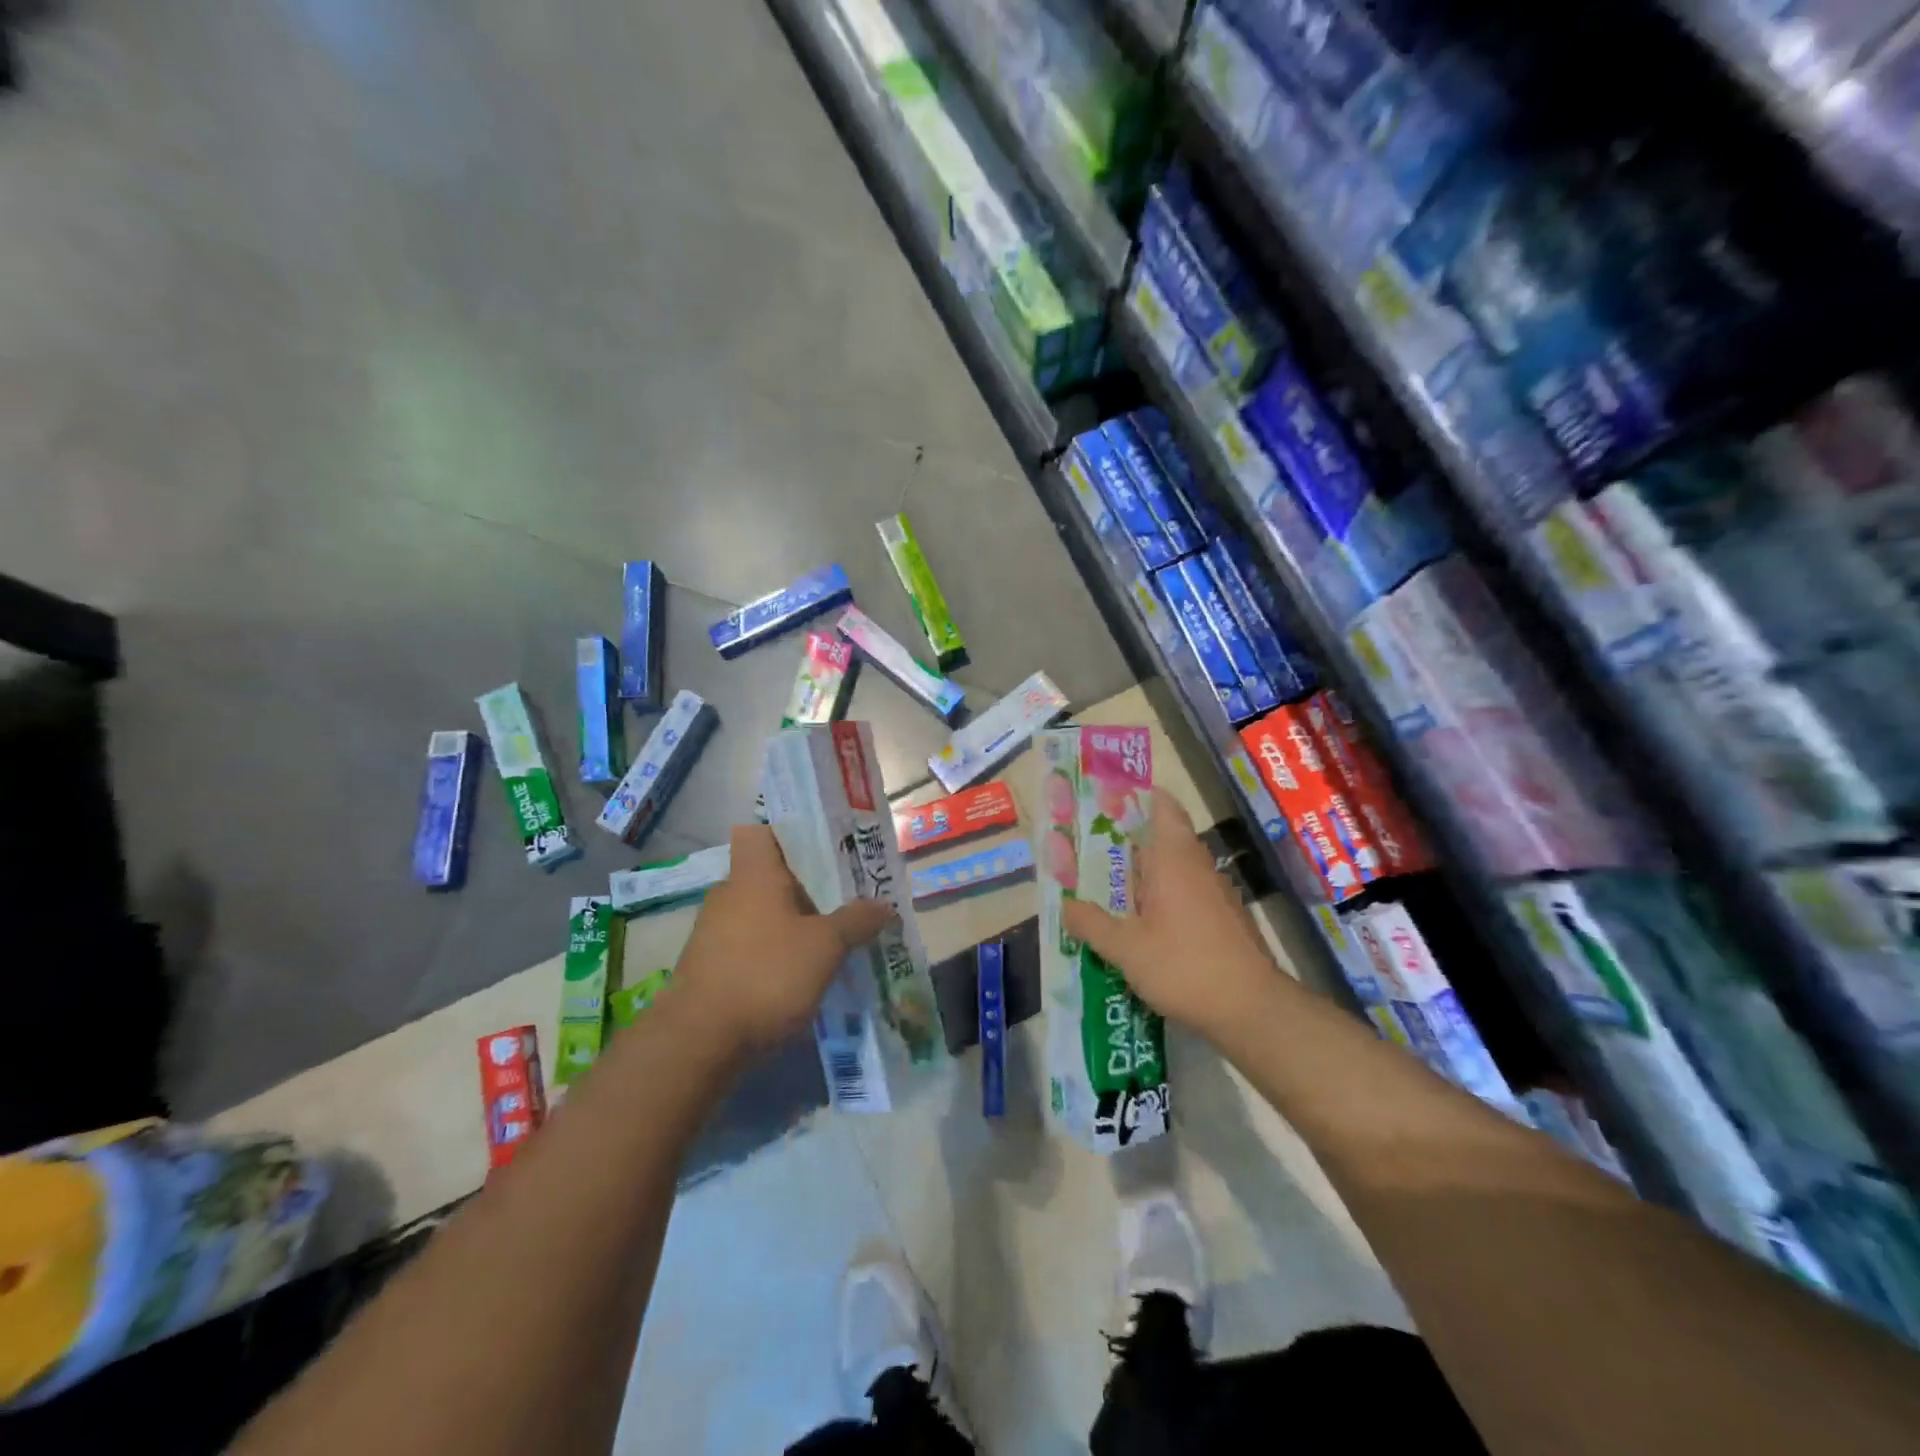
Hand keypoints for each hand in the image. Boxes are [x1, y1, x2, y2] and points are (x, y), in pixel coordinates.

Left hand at [667, 824, 893, 1055]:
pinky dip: (773, 952)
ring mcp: (713, 931)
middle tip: (843, 899)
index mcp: (753, 874)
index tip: (823, 850)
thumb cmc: (766, 974)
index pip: (762, 833)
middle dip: (805, 887)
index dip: (790, 835)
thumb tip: (884, 905)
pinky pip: (749, 944)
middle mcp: (728, 894)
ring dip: (790, 923)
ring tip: (829, 940)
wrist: (698, 1041)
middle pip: (769, 876)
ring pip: (760, 912)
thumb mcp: (825, 947)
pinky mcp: (708, 966)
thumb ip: (856, 921)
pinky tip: (799, 974)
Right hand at [1062, 789, 1279, 1042]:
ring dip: (1143, 871)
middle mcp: (1197, 865)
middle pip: (1163, 835)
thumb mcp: (1126, 948)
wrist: (1252, 1009)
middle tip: (1090, 846)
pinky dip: (1161, 895)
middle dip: (1128, 838)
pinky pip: (1185, 891)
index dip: (1137, 796)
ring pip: (1174, 866)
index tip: (1106, 800)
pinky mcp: (1223, 916)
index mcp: (1173, 857)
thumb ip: (1091, 923)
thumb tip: (1066, 905)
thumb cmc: (1185, 966)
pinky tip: (1139, 920)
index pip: (1162, 806)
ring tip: (1107, 885)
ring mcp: (1214, 891)